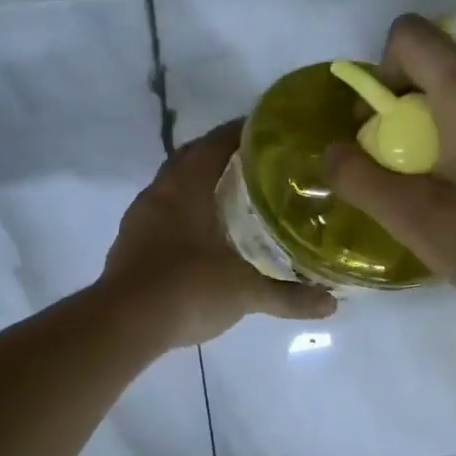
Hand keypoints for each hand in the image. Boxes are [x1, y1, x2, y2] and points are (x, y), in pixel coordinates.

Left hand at [103, 121, 336, 346]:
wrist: (125, 322)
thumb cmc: (189, 288)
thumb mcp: (245, 292)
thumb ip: (288, 296)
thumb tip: (331, 305)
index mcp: (187, 187)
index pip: (215, 143)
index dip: (241, 132)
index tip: (268, 132)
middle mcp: (160, 193)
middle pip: (190, 158)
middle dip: (219, 155)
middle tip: (255, 164)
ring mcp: (140, 218)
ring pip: (172, 186)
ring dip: (198, 184)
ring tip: (231, 196)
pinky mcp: (130, 243)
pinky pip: (161, 213)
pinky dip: (183, 212)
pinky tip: (202, 234)